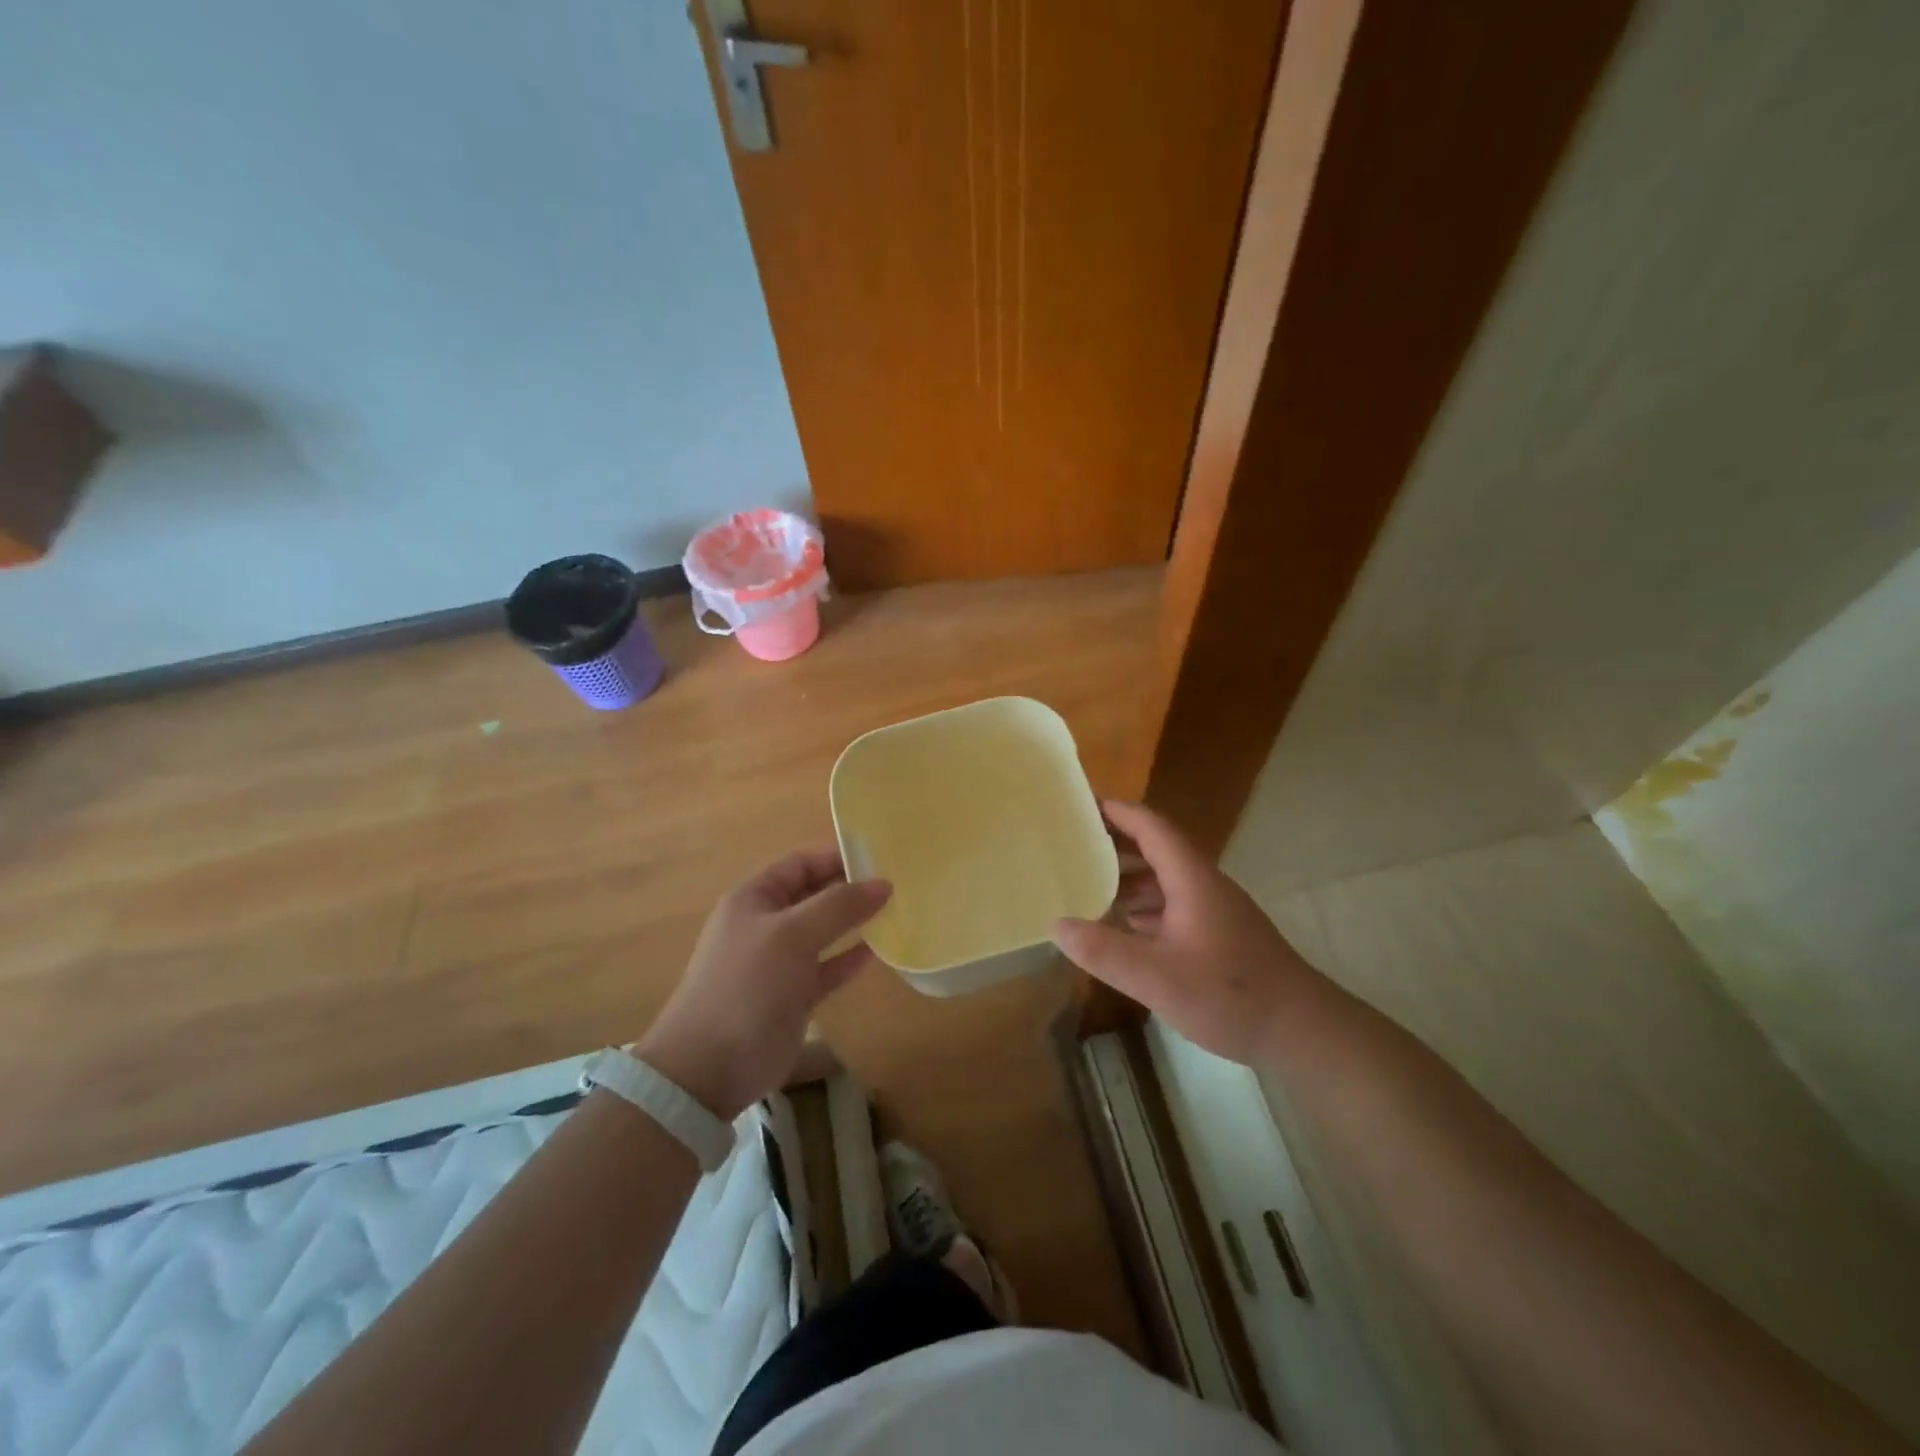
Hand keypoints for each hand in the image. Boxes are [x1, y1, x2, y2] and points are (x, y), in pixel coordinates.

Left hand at [638, 846, 890, 1118]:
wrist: (710, 1067)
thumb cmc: (748, 984)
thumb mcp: (792, 934)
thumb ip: (838, 906)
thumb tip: (883, 883)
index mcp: (754, 898)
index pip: (800, 864)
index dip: (837, 856)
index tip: (880, 856)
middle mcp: (766, 924)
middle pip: (814, 895)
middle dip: (850, 888)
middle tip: (897, 883)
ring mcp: (779, 962)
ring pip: (824, 932)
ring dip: (855, 922)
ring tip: (896, 911)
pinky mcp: (793, 996)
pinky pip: (827, 967)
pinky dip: (850, 958)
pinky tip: (879, 950)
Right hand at [1052, 800, 1324, 1064]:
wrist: (1302, 1031)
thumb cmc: (1230, 995)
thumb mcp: (1157, 977)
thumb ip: (1105, 951)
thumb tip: (1057, 925)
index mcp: (1191, 879)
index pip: (1152, 828)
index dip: (1119, 812)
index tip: (1084, 802)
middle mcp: (1204, 886)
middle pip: (1157, 849)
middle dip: (1117, 843)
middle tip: (1075, 844)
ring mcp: (1216, 911)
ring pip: (1166, 880)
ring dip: (1130, 878)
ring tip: (1090, 885)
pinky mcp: (1221, 936)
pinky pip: (1175, 905)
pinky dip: (1146, 907)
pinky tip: (1126, 927)